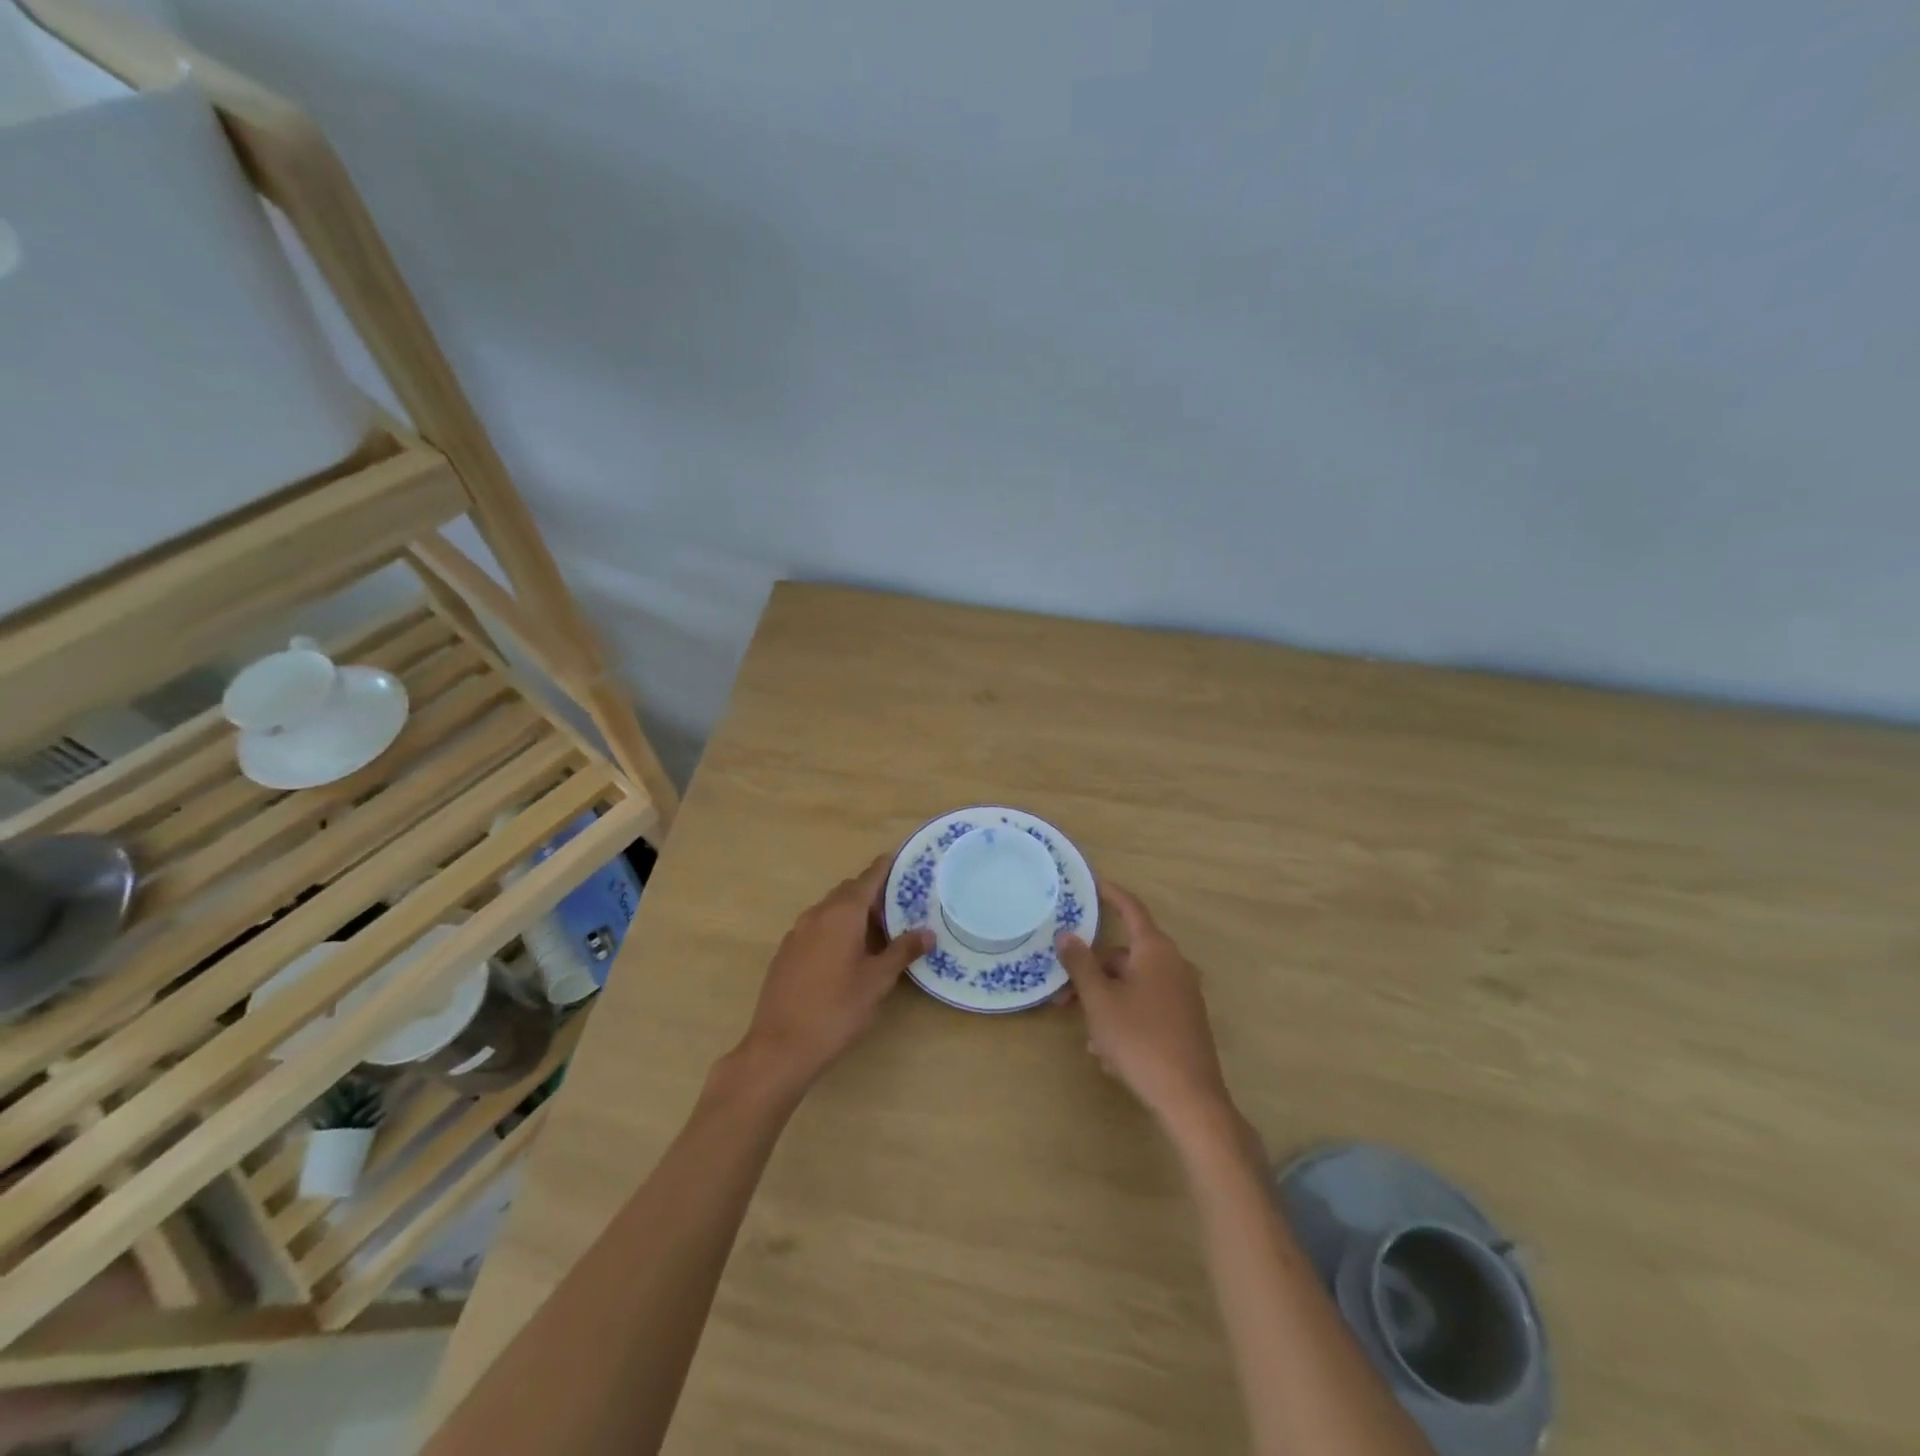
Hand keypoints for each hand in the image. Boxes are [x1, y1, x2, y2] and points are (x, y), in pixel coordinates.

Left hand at [735, 855, 932, 1094]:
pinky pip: (816, 928)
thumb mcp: (877, 981)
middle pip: (848, 892)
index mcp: (841, 914)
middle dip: (871, 894)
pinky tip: (847, 955)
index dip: (885, 868)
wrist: (779, 1047)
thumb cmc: (836, 1009)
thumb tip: (927, 932)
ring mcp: (796, 934)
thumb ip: (902, 952)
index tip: (901, 860)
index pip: (867, 879)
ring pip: (830, 910)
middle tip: (898, 907)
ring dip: (852, 913)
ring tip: (877, 933)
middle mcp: (816, 915)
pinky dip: (835, 929)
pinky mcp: (785, 954)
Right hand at [1056, 883, 1233, 1131]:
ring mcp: (1183, 994)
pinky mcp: (1185, 1021)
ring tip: (1087, 1036)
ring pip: (1132, 985)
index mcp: (1156, 951)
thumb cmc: (1140, 1039)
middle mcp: (1174, 965)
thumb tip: (1066, 934)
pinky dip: (1124, 1018)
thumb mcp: (1100, 1001)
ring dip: (1105, 1002)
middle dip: (1092, 972)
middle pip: (1124, 956)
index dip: (1110, 894)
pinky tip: (1109, 1052)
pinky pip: (1146, 1006)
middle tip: (1063, 996)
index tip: (1092, 883)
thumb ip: (1080, 964)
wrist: (1190, 1098)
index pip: (1131, 909)